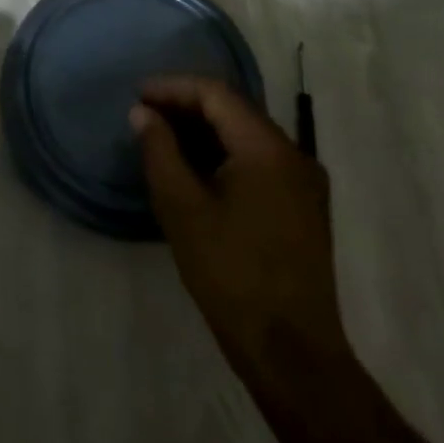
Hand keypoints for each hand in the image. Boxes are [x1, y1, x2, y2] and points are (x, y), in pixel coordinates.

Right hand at [131, 76, 349, 391]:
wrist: (292, 355)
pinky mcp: (304, 208)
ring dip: (206, 131)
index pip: (217, 94)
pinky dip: (226, 155)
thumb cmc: (231, 275)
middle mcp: (294, 154)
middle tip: (146, 116)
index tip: (138, 95)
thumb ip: (160, 151)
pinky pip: (260, 161)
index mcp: (268, 147)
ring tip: (164, 139)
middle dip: (188, 107)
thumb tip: (143, 113)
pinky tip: (197, 170)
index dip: (174, 88)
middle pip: (235, 110)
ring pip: (248, 135)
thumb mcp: (182, 209)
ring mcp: (305, 182)